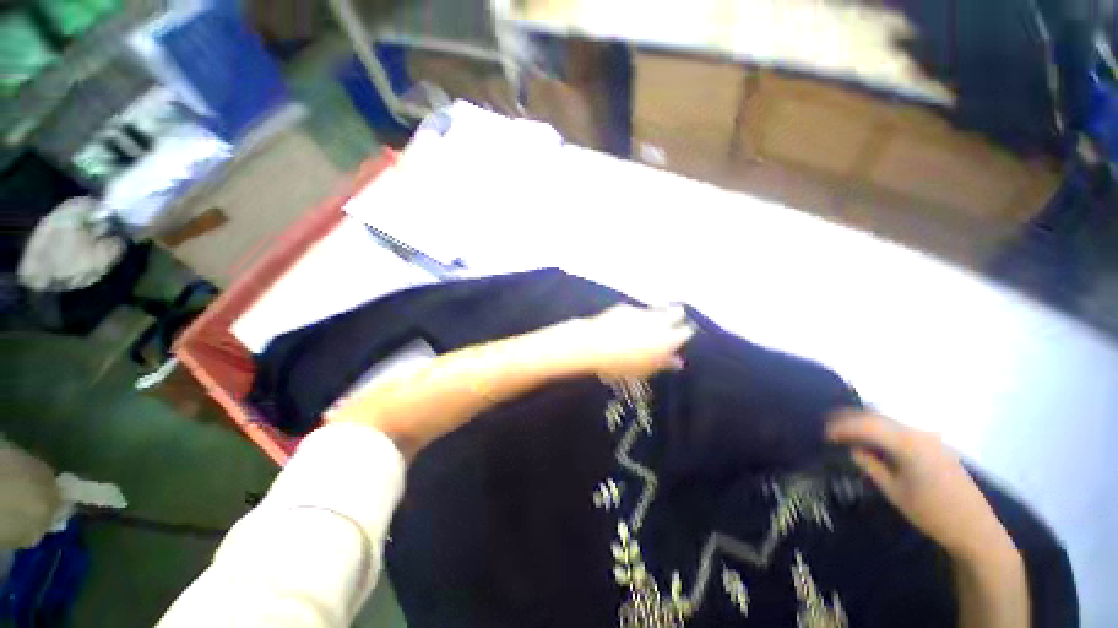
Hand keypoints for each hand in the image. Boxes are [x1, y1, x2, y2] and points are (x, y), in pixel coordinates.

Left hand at [544, 304, 696, 379]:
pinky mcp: (626, 307)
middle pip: (677, 312)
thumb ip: (664, 364)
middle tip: (671, 324)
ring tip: (648, 327)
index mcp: (667, 339)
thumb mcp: (645, 370)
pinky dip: (637, 316)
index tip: (682, 336)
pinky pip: (638, 310)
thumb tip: (678, 362)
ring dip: (657, 316)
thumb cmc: (621, 364)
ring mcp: (641, 311)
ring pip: (657, 310)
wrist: (593, 345)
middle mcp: (658, 321)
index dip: (685, 333)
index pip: (686, 331)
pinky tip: (627, 325)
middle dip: (676, 316)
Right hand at [827, 412, 1014, 560]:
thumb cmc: (932, 513)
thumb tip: (853, 450)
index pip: (867, 425)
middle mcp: (919, 433)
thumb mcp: (895, 492)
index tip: (823, 434)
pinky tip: (872, 438)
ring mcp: (930, 438)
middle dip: (850, 418)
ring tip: (845, 429)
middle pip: (878, 417)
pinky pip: (901, 429)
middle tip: (828, 425)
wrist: (975, 528)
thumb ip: (872, 466)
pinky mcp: (935, 445)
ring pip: (890, 420)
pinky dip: (881, 429)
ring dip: (865, 422)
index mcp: (909, 444)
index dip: (842, 427)